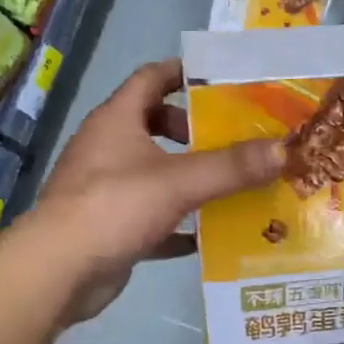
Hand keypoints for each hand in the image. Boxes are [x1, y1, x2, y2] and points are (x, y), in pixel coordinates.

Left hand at [33, 59, 283, 322]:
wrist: (59, 271)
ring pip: (153, 172)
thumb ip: (232, 167)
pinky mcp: (109, 226)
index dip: (183, 72)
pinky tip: (206, 235)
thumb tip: (284, 149)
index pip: (151, 78)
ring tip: (230, 184)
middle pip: (152, 124)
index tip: (221, 80)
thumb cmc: (114, 207)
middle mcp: (107, 147)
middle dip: (192, 130)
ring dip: (188, 176)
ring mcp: (105, 188)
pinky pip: (151, 216)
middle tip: (232, 139)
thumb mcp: (179, 182)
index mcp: (117, 120)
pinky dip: (177, 222)